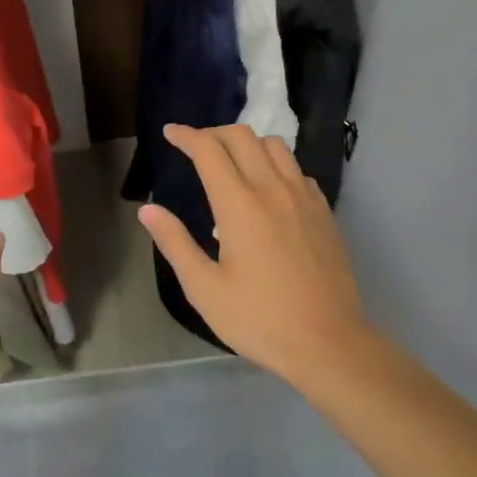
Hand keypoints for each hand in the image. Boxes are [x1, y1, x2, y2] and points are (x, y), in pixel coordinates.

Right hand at [138, 124, 370, 385]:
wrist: (329, 344)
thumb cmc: (259, 319)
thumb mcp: (204, 288)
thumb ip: (174, 242)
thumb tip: (147, 209)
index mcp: (239, 205)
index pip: (209, 150)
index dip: (186, 136)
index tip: (170, 133)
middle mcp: (273, 189)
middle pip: (242, 136)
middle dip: (213, 133)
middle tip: (196, 148)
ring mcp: (303, 198)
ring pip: (274, 146)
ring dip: (248, 144)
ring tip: (232, 164)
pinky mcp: (324, 212)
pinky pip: (297, 170)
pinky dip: (276, 166)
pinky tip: (269, 191)